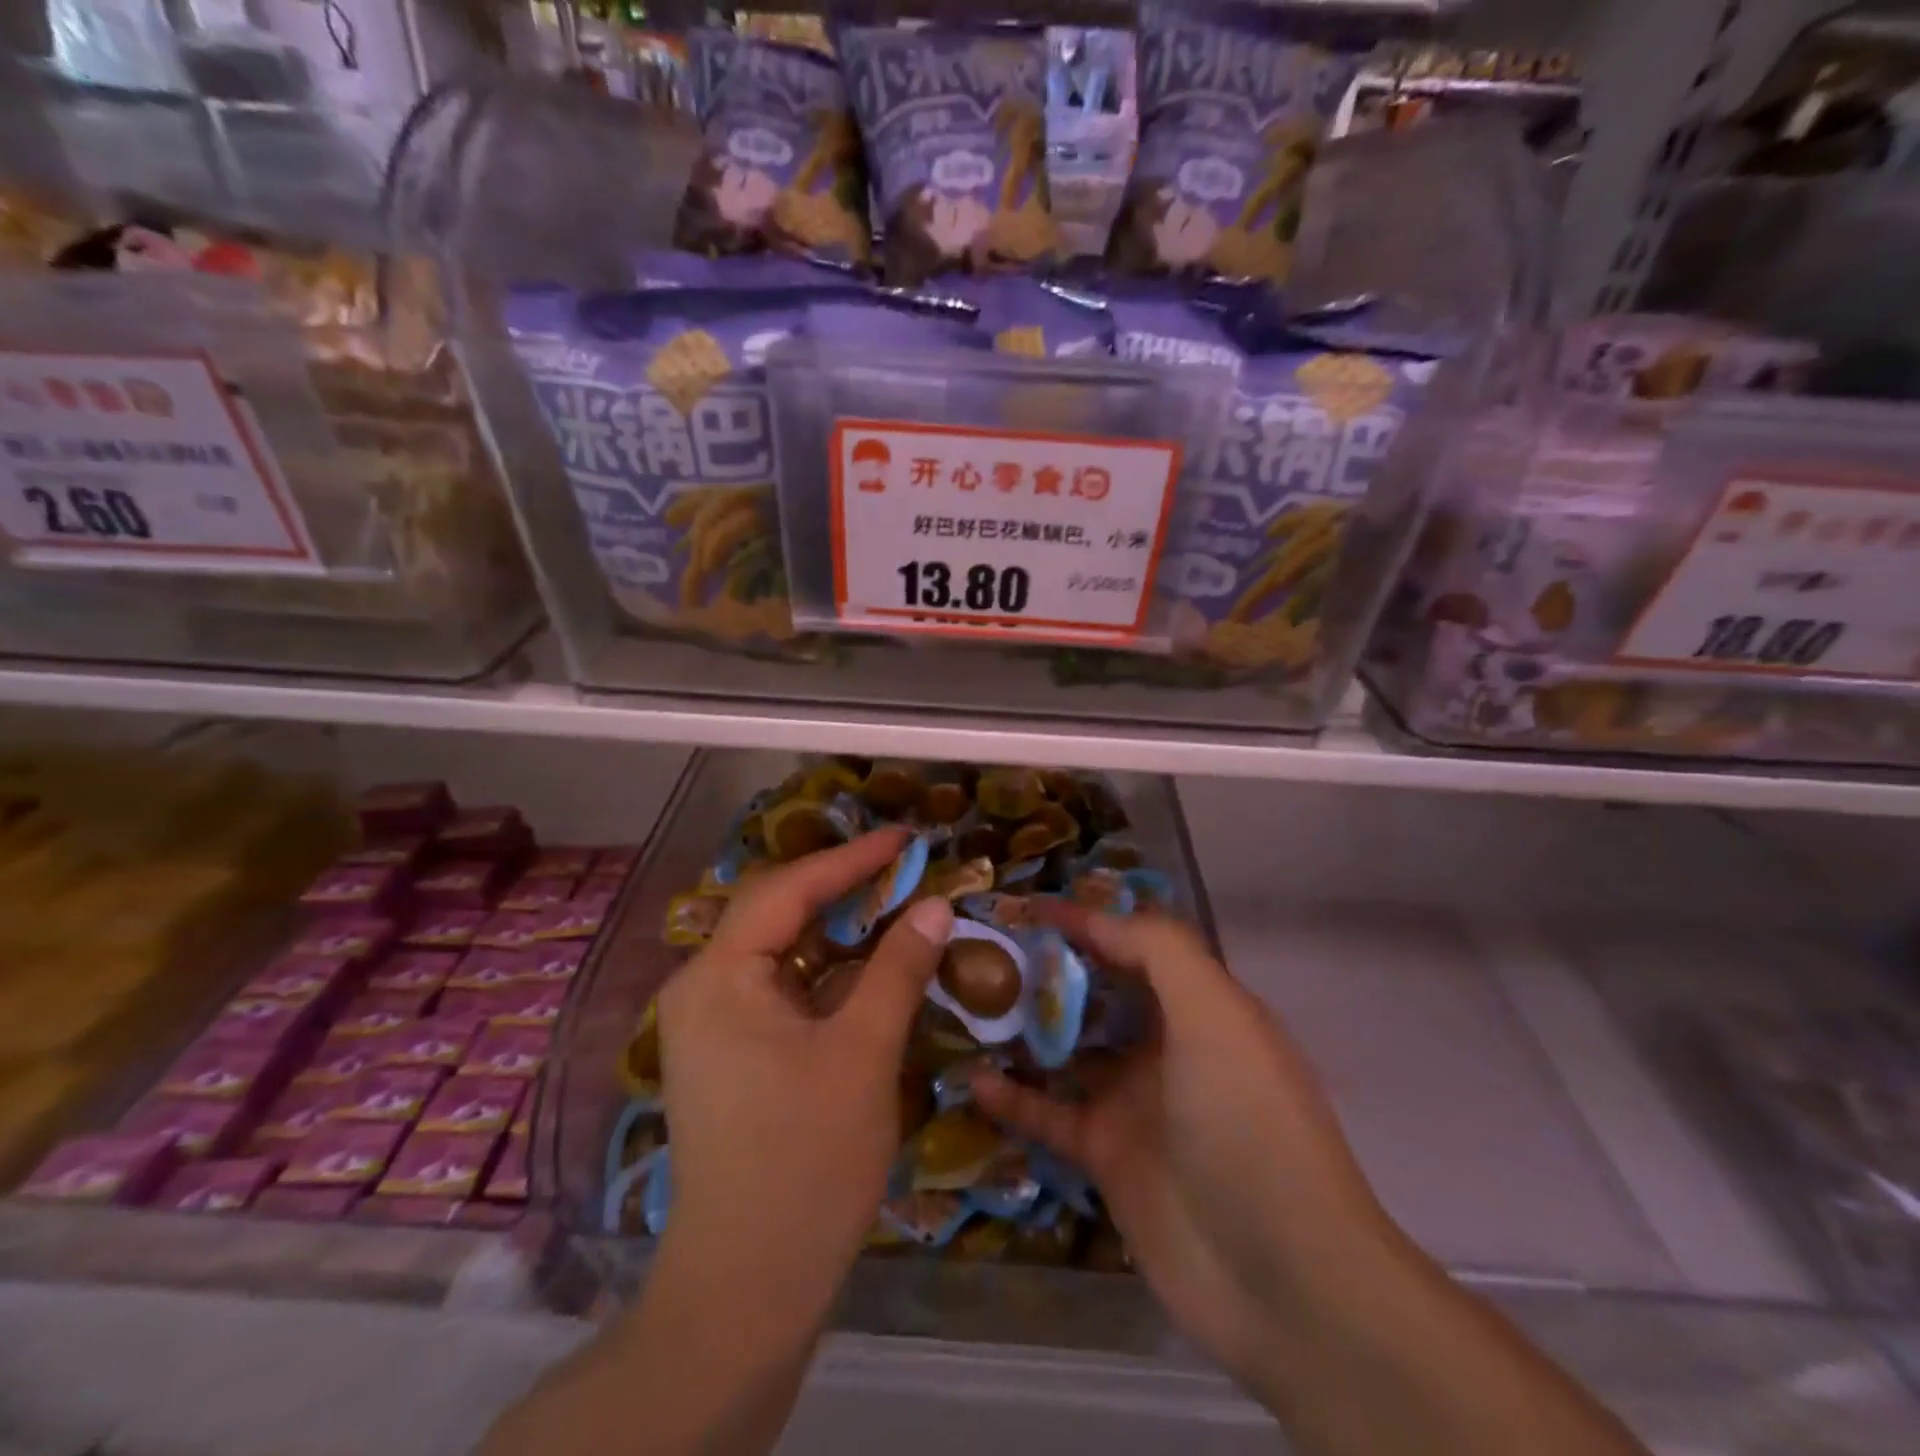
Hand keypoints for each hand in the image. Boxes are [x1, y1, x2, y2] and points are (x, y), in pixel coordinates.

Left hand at [656, 829, 953, 1332]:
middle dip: (842, 887)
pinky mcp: (732, 1054)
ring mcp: (714, 1024)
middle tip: (903, 867)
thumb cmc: (804, 1162)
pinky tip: (869, 968)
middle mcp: (703, 988)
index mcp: (719, 976)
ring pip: (782, 951)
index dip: (850, 859)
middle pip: (777, 912)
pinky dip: (828, 971)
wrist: (747, 1290)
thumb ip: (898, 969)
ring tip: (895, 904)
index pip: (787, 889)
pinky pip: (783, 988)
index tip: (904, 838)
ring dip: (838, 929)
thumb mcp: (863, 1053)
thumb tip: (936, 905)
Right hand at [972, 907, 1394, 1397]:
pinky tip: (971, 1081)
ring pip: (1068, 1049)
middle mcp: (1166, 1044)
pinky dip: (1013, 1098)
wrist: (1284, 1279)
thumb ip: (1159, 950)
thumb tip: (1092, 916)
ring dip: (1024, 1028)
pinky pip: (1049, 1114)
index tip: (1025, 907)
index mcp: (1199, 1005)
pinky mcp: (1108, 1155)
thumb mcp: (1215, 1014)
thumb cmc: (1248, 1123)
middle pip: (1096, 991)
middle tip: (983, 952)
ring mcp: (1135, 1101)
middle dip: (1046, 968)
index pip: (1134, 943)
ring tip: (967, 1004)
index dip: (1084, 919)